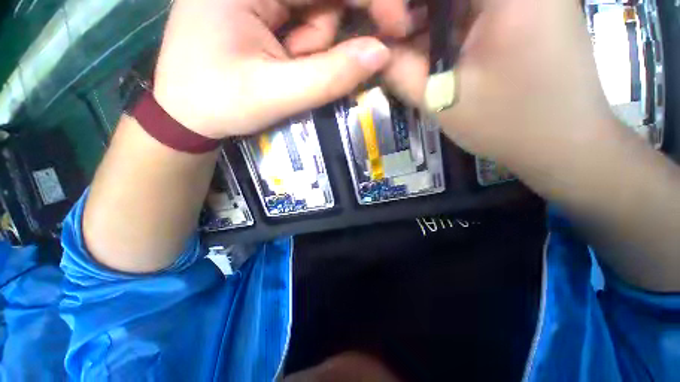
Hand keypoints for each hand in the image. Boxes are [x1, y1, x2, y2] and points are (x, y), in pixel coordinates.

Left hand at [153, 0, 412, 138]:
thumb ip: (329, 77)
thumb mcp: (275, 94)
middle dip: (329, 34)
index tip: (398, 26)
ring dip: (314, 46)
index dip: (371, 1)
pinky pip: (304, 21)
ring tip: (286, 68)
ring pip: (316, 11)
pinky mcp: (261, 8)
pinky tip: (285, 63)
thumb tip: (381, 54)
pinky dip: (307, 46)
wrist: (186, 113)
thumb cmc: (219, 103)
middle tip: (313, 63)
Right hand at [383, 0, 616, 172]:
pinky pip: (478, 6)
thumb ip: (401, 72)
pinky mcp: (531, 7)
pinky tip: (438, 47)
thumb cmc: (507, 125)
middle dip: (414, 11)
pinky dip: (451, 22)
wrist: (566, 143)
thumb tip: (373, 51)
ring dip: (431, 17)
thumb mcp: (441, 102)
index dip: (400, 6)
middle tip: (397, 39)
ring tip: (411, 47)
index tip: (386, 27)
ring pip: (461, 1)